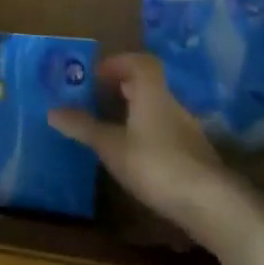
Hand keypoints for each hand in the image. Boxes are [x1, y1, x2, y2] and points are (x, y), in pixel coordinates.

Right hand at [48, 53, 237, 239]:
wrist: (210, 202)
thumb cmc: (155, 164)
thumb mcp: (112, 146)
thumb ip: (84, 127)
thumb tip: (53, 111)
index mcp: (152, 93)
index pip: (141, 63)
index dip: (118, 63)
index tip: (97, 75)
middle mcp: (173, 105)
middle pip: (149, 85)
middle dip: (124, 87)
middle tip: (99, 99)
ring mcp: (188, 130)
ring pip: (158, 110)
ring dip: (137, 112)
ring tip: (113, 129)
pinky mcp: (195, 155)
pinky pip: (167, 132)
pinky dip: (149, 135)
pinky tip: (137, 156)